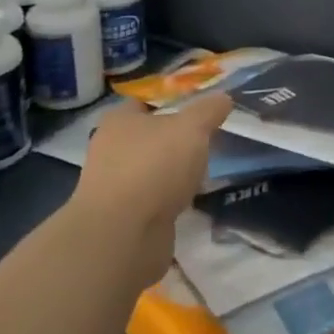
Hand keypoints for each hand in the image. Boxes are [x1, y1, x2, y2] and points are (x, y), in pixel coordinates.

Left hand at [73, 93, 230, 288]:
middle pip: (151, 136)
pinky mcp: (124, 217)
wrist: (124, 236)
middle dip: (178, 138)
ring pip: (154, 168)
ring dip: (175, 171)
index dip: (174, 100)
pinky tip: (192, 199)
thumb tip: (223, 97)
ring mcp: (115, 186)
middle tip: (210, 136)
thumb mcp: (192, 127)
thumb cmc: (154, 166)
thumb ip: (209, 109)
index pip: (147, 101)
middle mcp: (111, 149)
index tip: (202, 105)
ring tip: (207, 169)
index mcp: (119, 121)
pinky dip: (171, 198)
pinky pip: (154, 199)